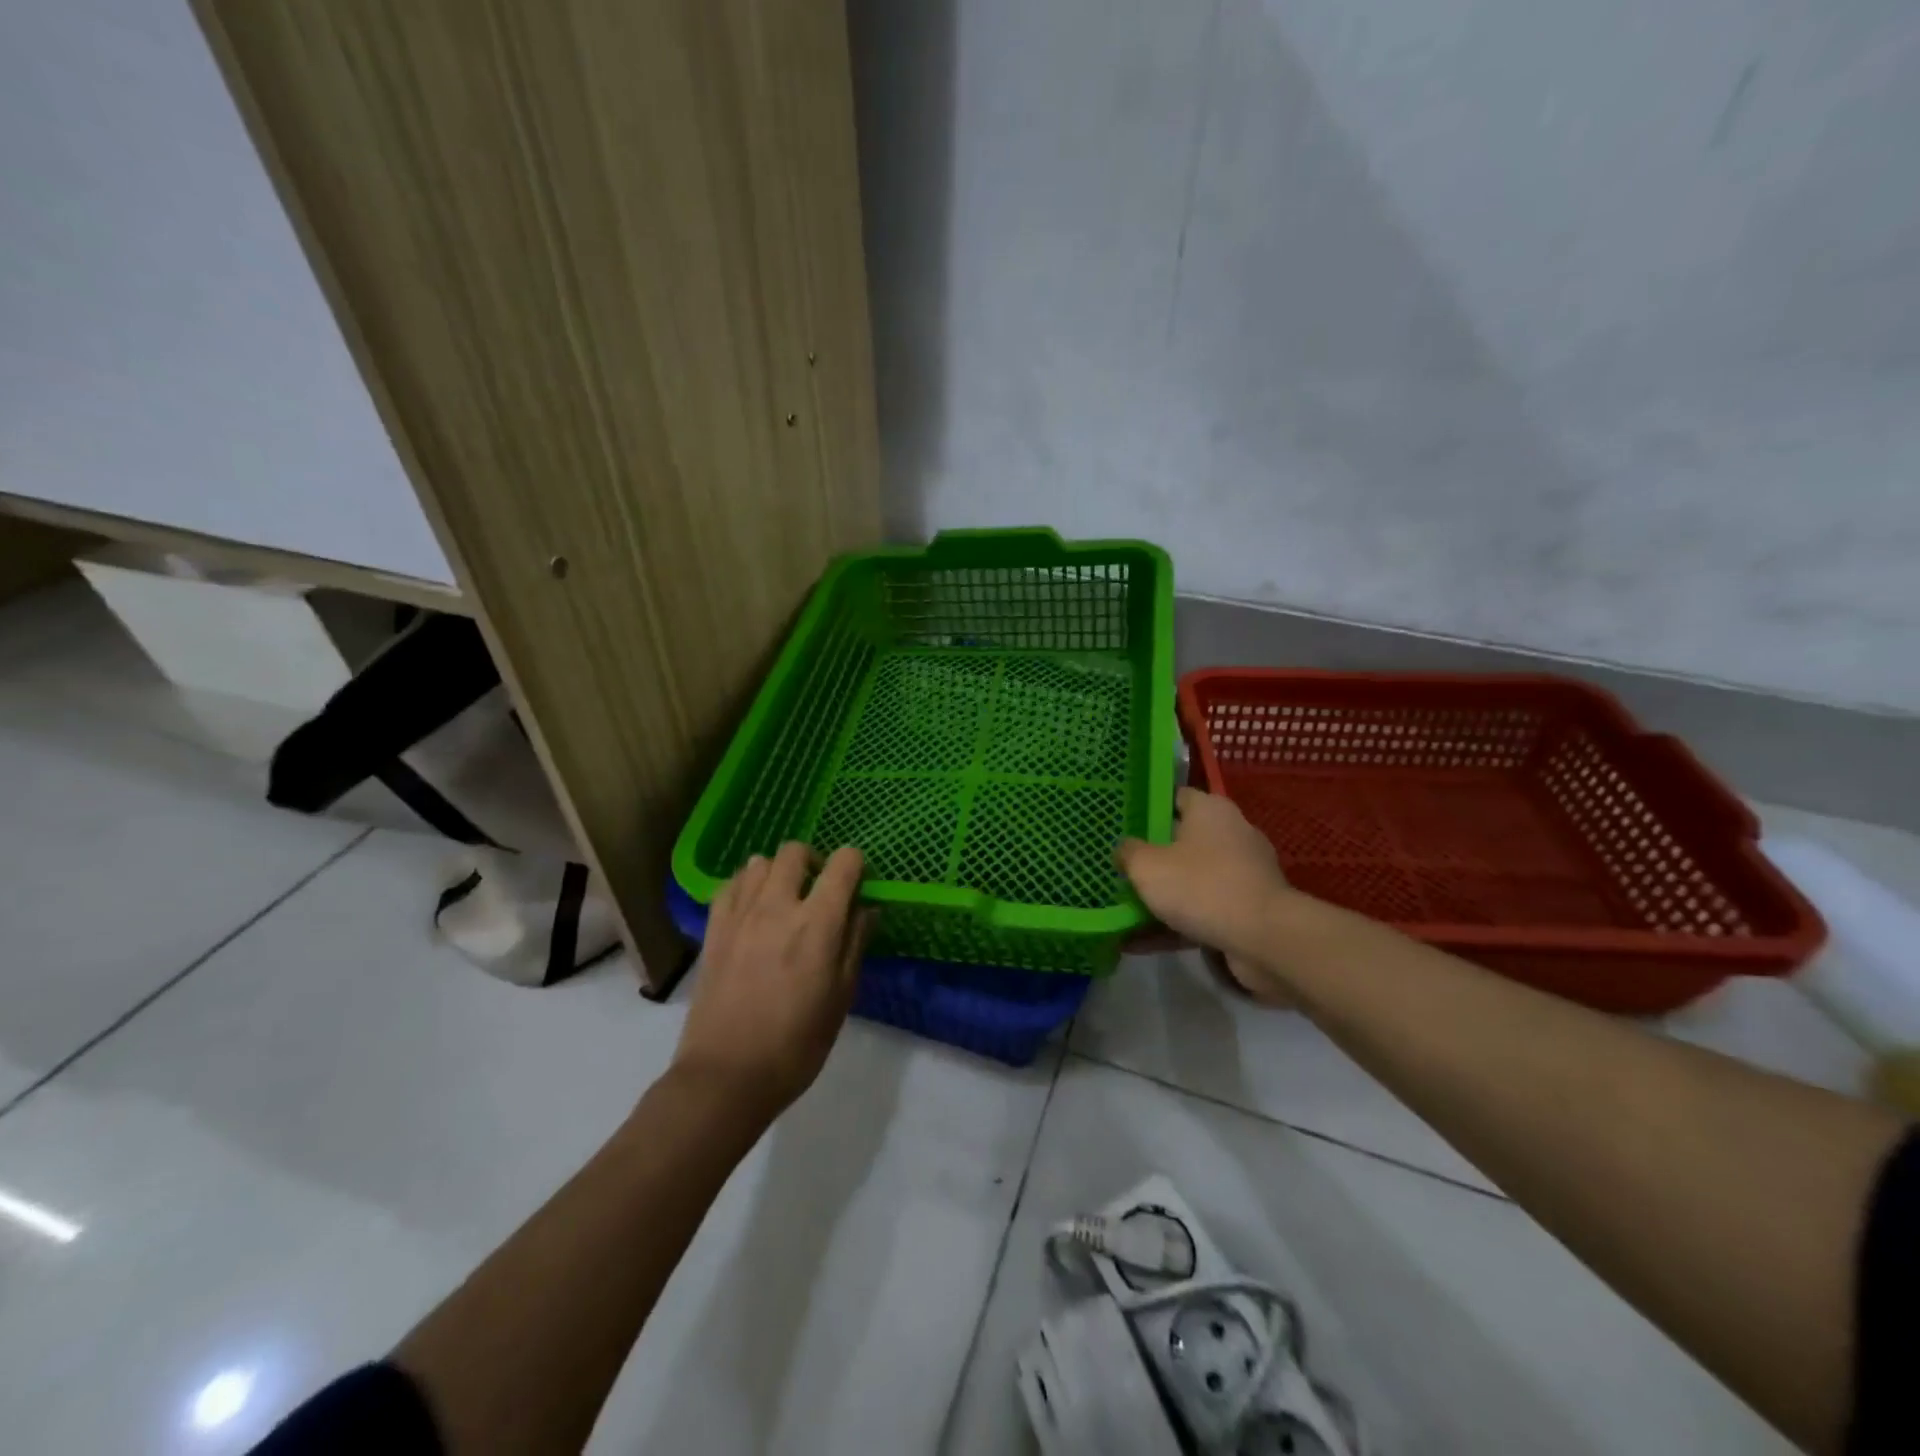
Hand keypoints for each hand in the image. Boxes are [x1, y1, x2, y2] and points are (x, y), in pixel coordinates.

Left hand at [673, 843, 871, 1118]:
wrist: (727, 1076)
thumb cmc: (796, 1044)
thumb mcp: (841, 997)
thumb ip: (855, 944)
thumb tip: (866, 909)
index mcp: (818, 923)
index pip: (843, 863)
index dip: (855, 865)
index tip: (857, 883)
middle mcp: (778, 906)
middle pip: (795, 851)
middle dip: (814, 861)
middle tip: (819, 890)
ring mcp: (740, 915)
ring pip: (759, 863)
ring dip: (778, 872)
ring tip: (783, 900)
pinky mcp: (713, 930)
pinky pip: (730, 886)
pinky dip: (746, 886)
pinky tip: (752, 910)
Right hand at [1116, 788, 1295, 1003]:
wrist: (1264, 939)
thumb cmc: (1201, 886)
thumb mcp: (1147, 866)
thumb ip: (1129, 853)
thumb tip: (1125, 849)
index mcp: (1211, 810)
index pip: (1176, 797)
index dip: (1149, 808)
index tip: (1124, 824)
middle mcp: (1232, 834)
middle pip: (1184, 839)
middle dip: (1153, 856)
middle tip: (1122, 867)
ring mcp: (1244, 872)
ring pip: (1193, 878)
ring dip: (1164, 894)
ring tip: (1127, 910)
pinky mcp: (1249, 908)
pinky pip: (1204, 909)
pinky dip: (1177, 923)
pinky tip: (1143, 943)